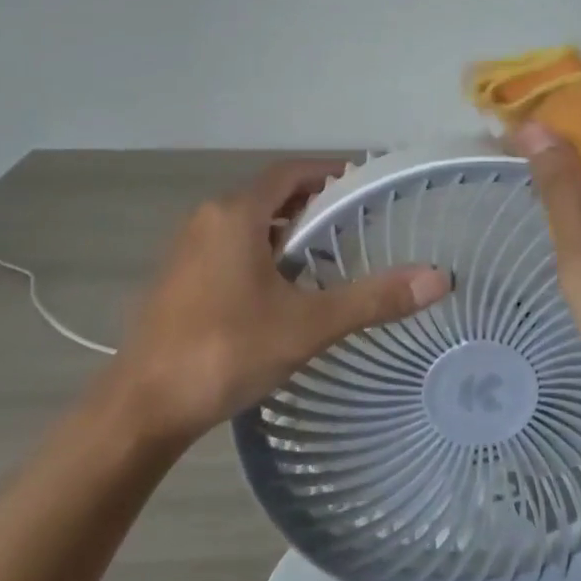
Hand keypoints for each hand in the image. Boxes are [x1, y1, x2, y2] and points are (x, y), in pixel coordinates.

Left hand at [113, 159, 451, 442]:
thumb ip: (372, 299)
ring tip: (325, 258)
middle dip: (311, 205)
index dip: (327, 173)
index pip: (290, 172)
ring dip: (284, 232)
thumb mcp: (307, 325)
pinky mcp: (177, 279)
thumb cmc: (225, 351)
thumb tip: (439, 278)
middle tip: (354, 227)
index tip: (362, 185)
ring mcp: (187, 249)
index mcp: (235, 213)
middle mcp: (208, 219)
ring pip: (247, 224)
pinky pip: (228, 248)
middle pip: (269, 196)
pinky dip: (259, 253)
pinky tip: (280, 291)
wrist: (141, 408)